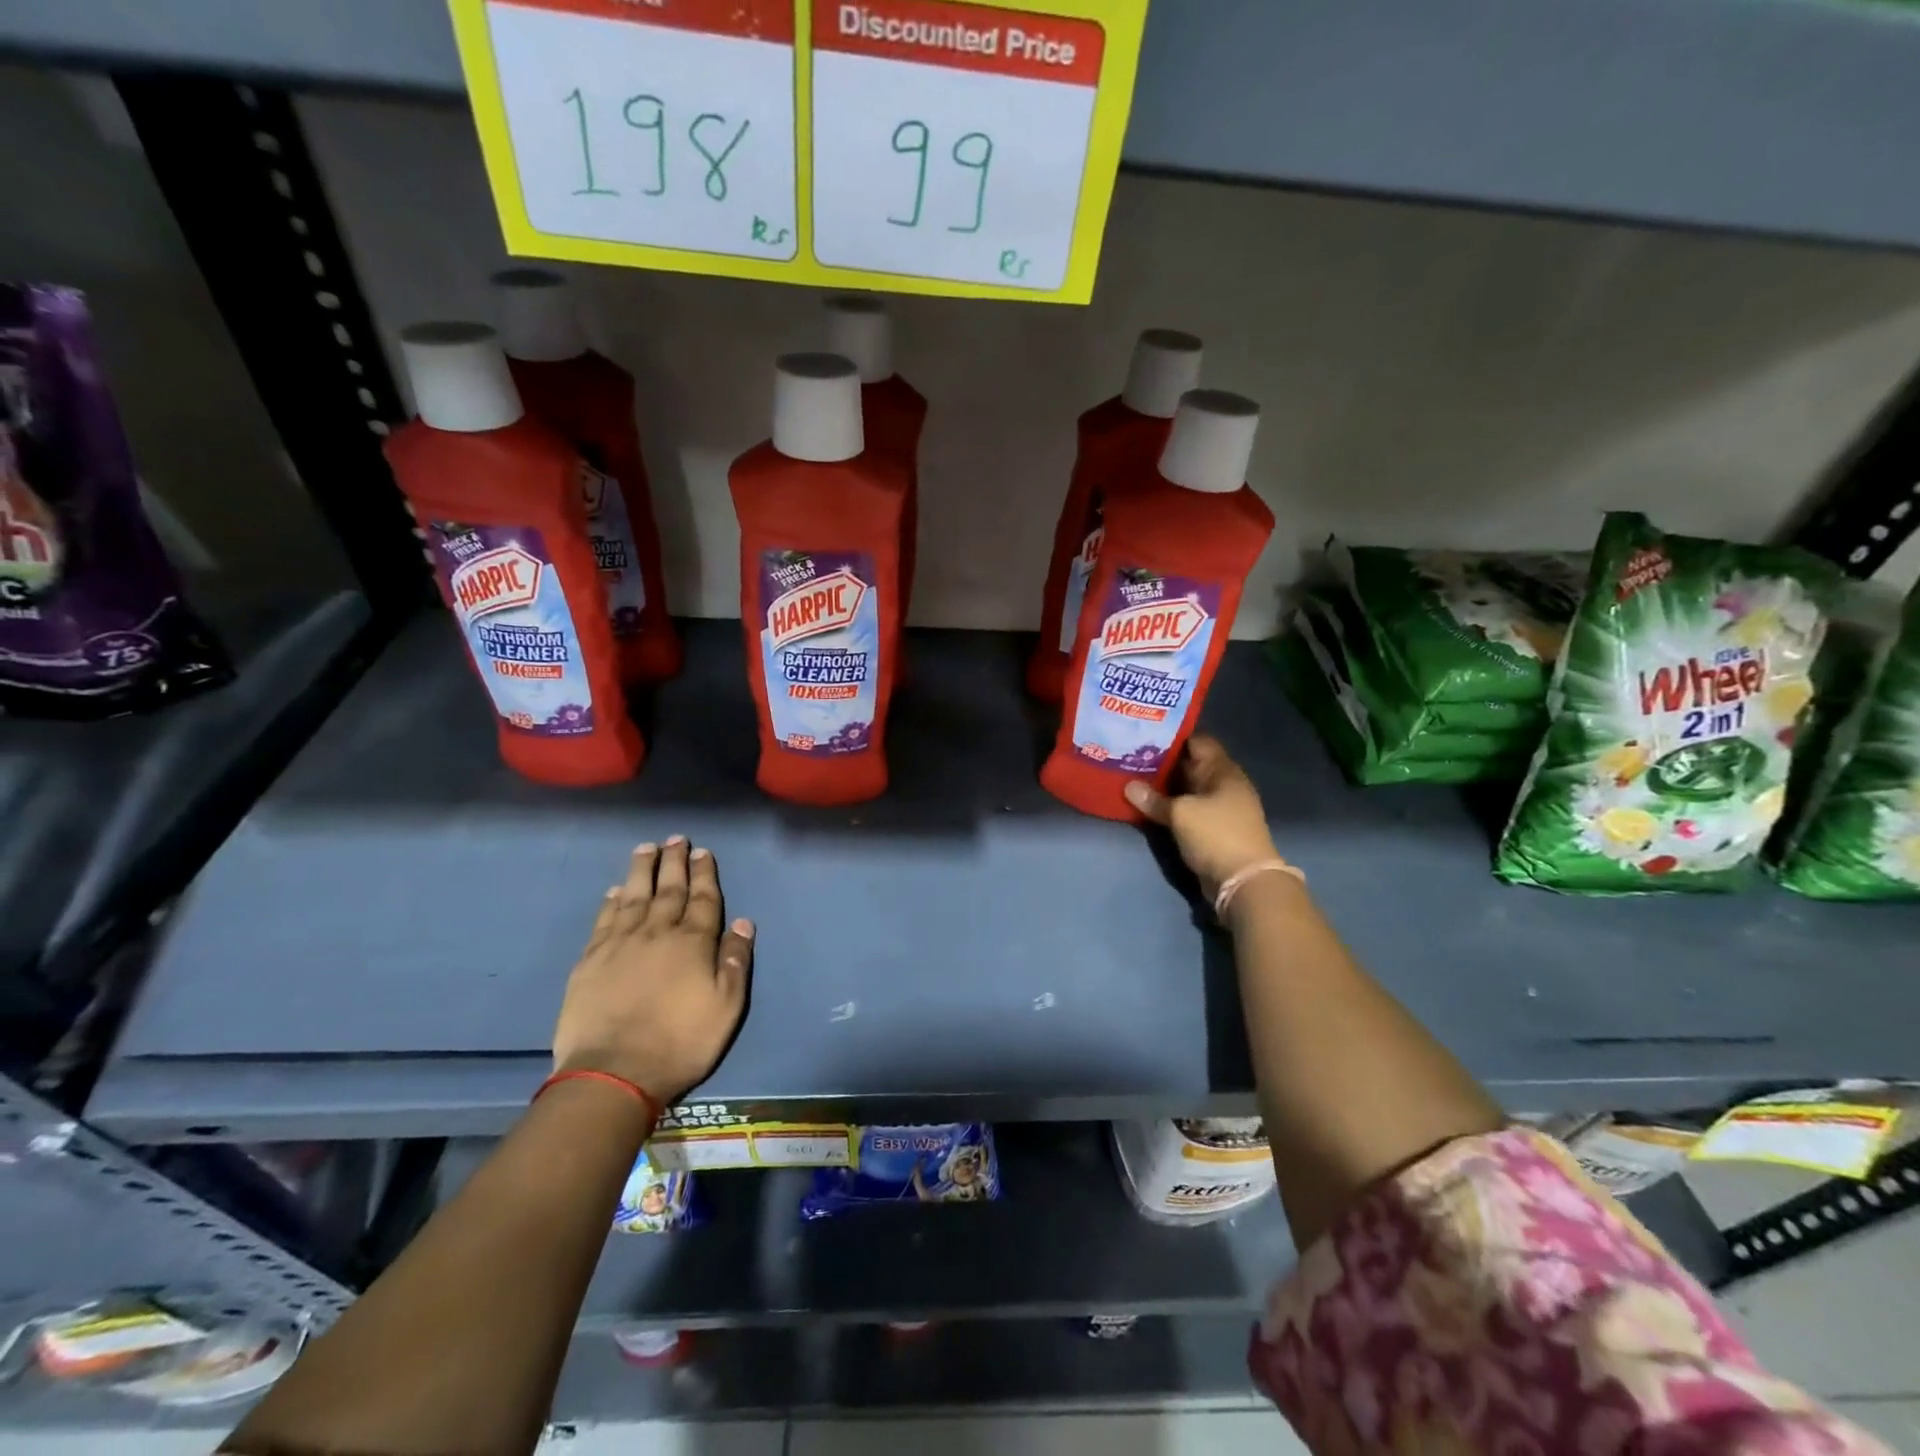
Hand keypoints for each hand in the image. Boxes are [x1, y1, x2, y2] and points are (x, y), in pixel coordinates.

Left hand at [552, 837, 752, 1105]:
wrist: (614, 1072)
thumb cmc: (681, 1042)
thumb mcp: (726, 1007)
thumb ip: (735, 962)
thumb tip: (744, 923)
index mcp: (693, 942)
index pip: (703, 899)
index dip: (704, 874)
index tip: (703, 852)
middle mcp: (657, 933)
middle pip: (669, 889)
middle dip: (675, 862)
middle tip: (676, 839)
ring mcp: (620, 944)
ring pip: (634, 896)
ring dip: (642, 870)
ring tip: (646, 849)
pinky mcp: (590, 960)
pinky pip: (604, 920)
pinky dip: (612, 901)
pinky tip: (616, 890)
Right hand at [1124, 734, 1280, 900]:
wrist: (1243, 881)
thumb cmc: (1216, 835)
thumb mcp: (1180, 814)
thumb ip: (1153, 799)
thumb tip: (1128, 786)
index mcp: (1223, 770)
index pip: (1197, 740)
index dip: (1171, 736)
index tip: (1144, 733)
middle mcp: (1223, 784)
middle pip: (1190, 764)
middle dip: (1163, 761)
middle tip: (1130, 754)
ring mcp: (1220, 806)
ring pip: (1187, 787)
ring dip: (1165, 785)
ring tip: (1132, 776)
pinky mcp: (1213, 827)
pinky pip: (1188, 807)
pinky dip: (1171, 804)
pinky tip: (1148, 803)